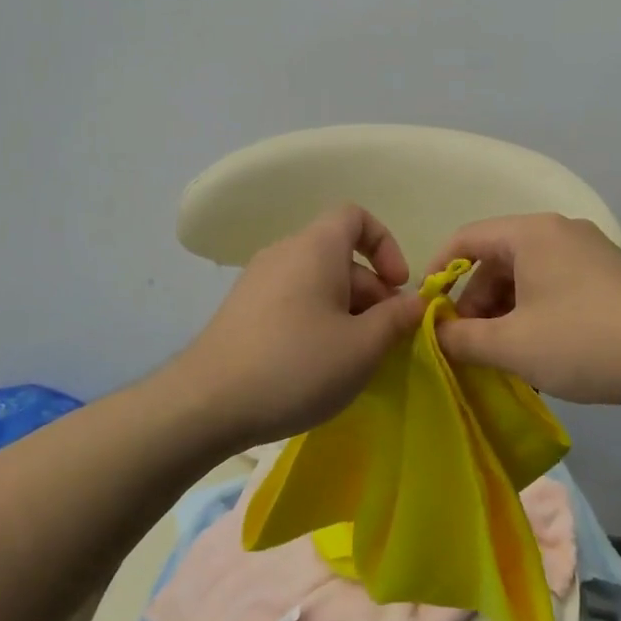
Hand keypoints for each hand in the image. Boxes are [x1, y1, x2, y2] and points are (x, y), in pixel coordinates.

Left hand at [171, 205, 425, 450]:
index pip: (355, 216)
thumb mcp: (362, 347)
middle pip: (339, 256)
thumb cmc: (295, 366)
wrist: (205, 404)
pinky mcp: (242, 310)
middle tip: (383, 340)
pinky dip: (316, 321)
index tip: (397, 285)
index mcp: (315, 248)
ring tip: (354, 359)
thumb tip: (415, 302)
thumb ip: (397, 319)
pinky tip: (317, 366)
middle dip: (371, 292)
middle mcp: (284, 253)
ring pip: (317, 282)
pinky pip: (293, 301)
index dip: (385, 243)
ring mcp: (258, 281)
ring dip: (346, 312)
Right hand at [428, 213, 620, 408]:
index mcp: (532, 233)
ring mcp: (589, 251)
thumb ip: (461, 338)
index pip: (466, 239)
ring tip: (503, 355)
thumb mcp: (512, 346)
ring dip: (505, 312)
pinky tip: (539, 351)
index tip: (426, 311)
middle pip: (497, 258)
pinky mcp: (609, 274)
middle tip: (469, 344)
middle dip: (475, 301)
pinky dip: (535, 312)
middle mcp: (559, 230)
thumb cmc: (584, 342)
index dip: (437, 273)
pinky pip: (554, 284)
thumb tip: (433, 332)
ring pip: (526, 275)